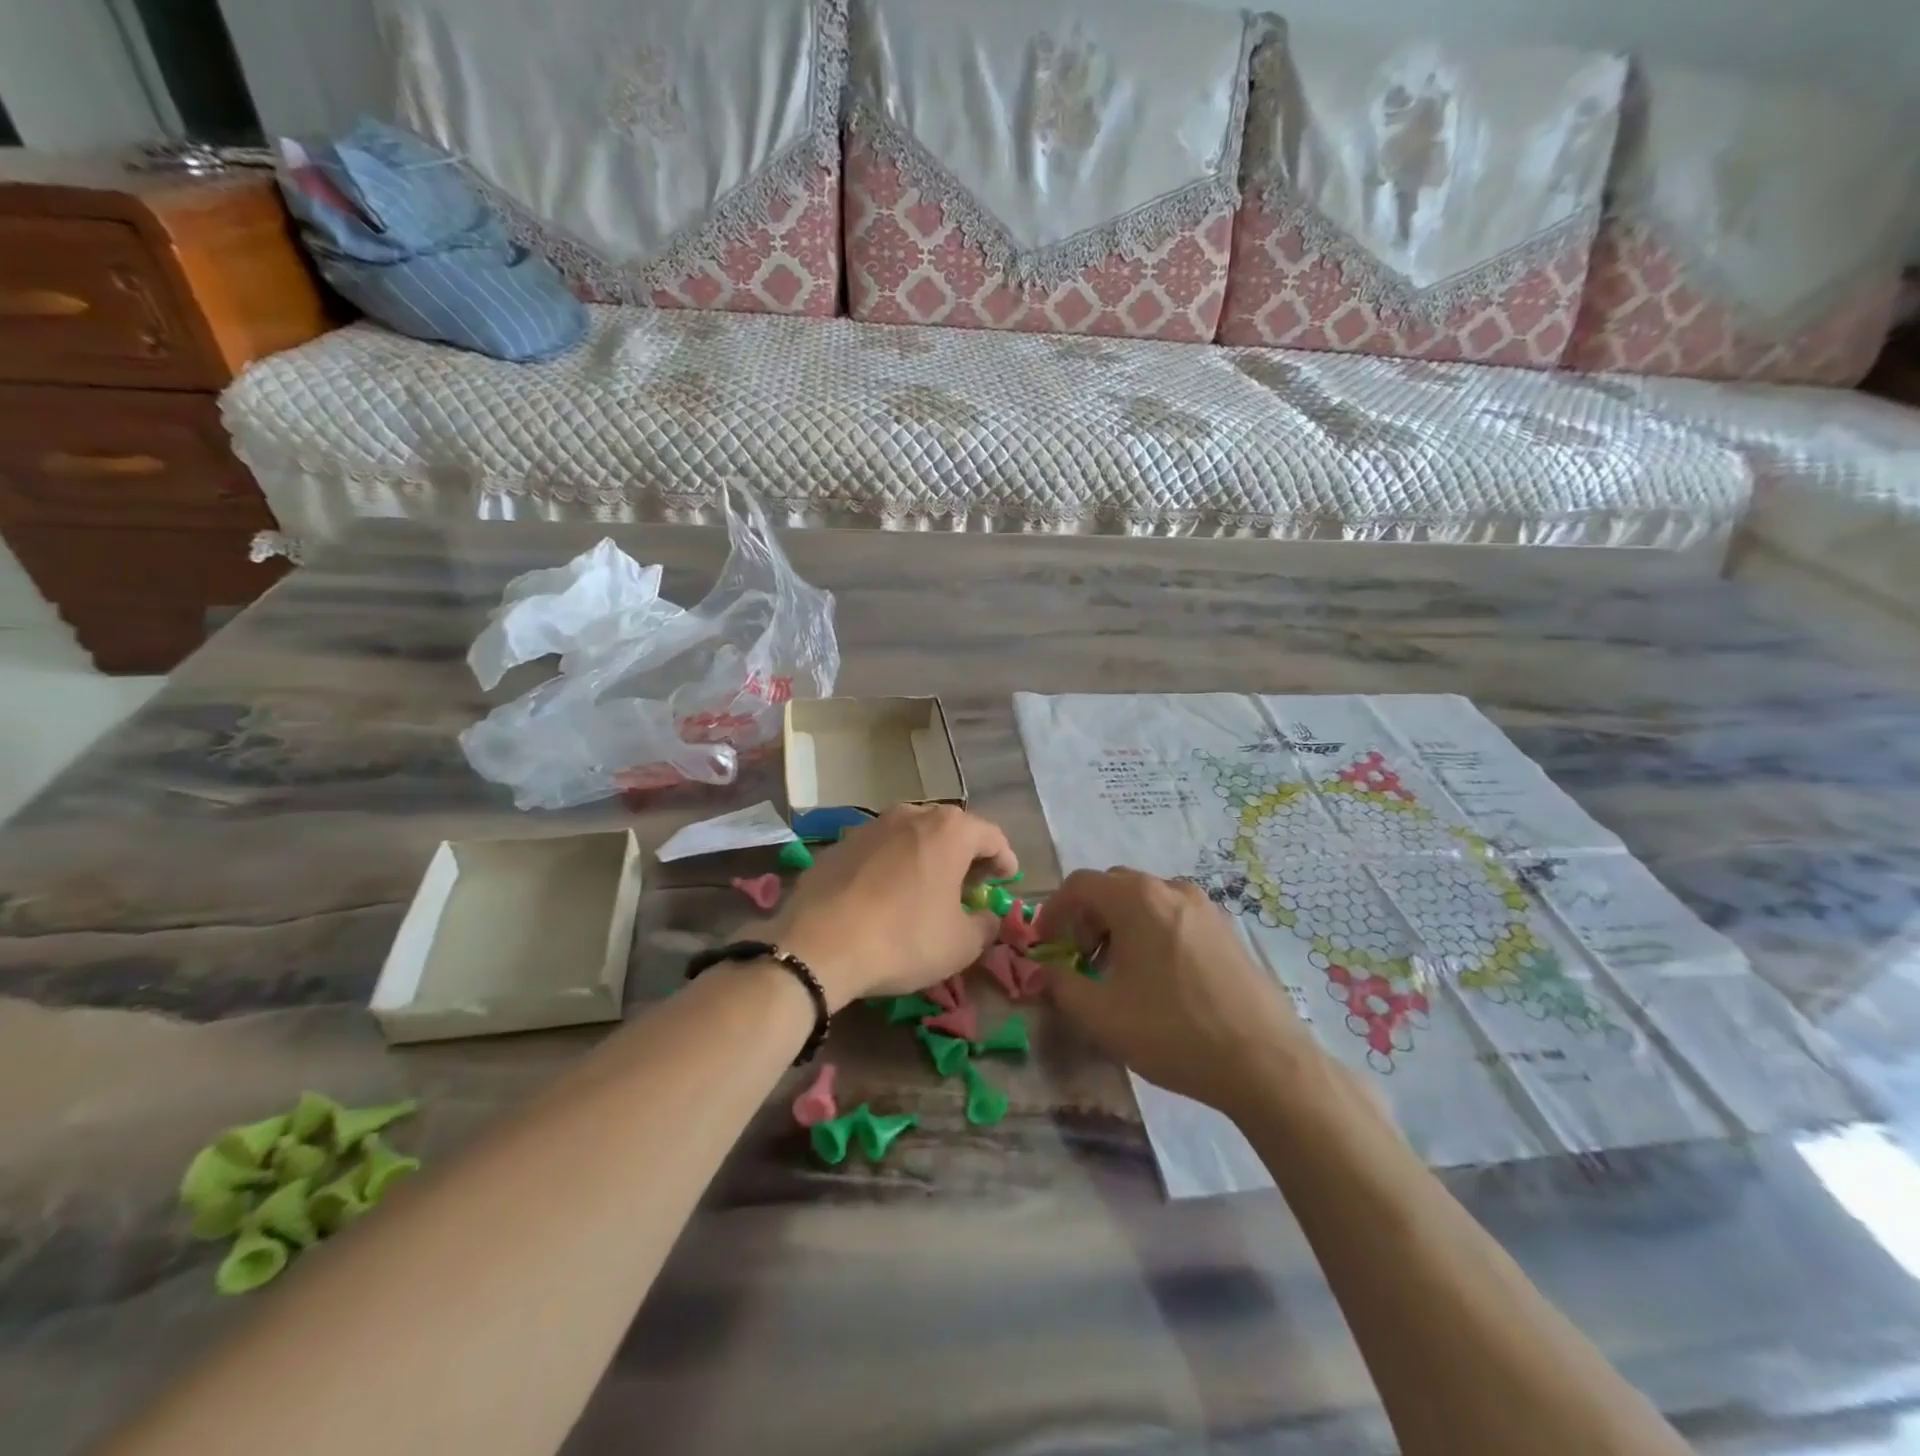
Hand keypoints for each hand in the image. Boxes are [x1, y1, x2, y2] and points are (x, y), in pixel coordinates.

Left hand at [759, 805, 1016, 1009]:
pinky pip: (879, 850)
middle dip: (966, 855)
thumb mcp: (961, 944)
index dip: (1005, 859)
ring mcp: (870, 826)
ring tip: (929, 888)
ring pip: (912, 836)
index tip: (1008, 879)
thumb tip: (987, 917)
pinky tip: (887, 895)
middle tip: (972, 885)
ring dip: (927, 857)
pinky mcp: (839, 844)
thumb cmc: (904, 938)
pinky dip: (892, 866)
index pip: (991, 836)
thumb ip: (985, 926)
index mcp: (949, 830)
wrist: (819, 943)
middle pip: (951, 829)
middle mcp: (911, 815)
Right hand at [1033, 867, 1318, 1113]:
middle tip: (1080, 960)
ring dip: (1119, 926)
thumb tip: (1044, 971)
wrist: (1265, 1062)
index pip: (1079, 884)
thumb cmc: (1173, 1031)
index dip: (1053, 911)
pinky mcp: (1227, 930)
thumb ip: (1060, 985)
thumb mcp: (1100, 1015)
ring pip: (1145, 901)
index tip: (1044, 945)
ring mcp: (1205, 907)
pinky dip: (1151, 933)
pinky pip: (1173, 916)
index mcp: (1137, 898)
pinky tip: (1158, 979)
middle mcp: (1171, 888)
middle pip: (1112, 887)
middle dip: (1087, 918)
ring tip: (1118, 973)